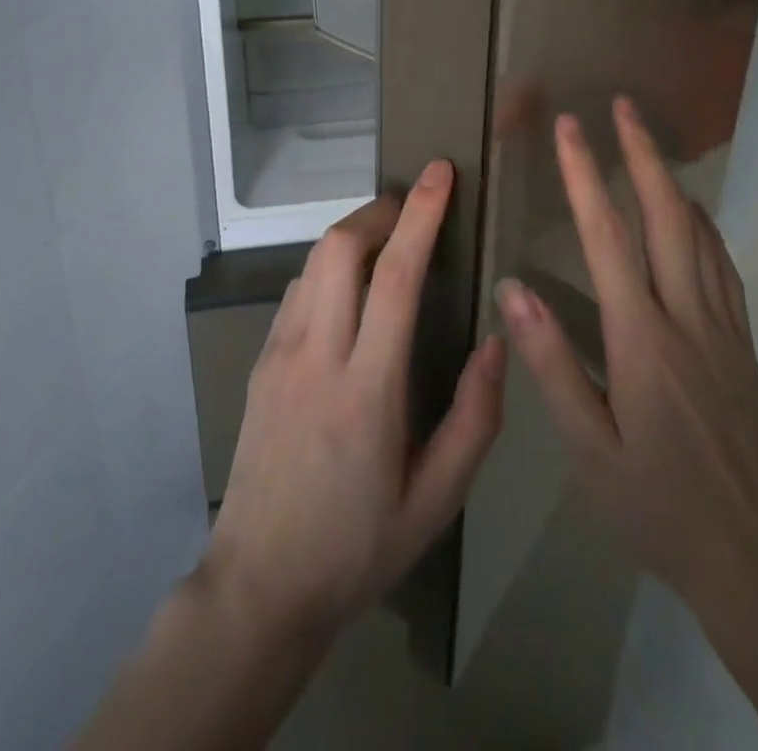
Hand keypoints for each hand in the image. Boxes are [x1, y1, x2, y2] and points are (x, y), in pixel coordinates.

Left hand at [201, 160, 506, 645]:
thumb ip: (475, 418)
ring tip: (388, 238)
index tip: (439, 172)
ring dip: (353, 234)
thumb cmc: (358, 545)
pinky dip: (328, 266)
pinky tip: (350, 287)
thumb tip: (497, 340)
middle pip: (341, 248)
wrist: (260, 585)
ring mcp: (280, 355)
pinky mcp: (261, 362)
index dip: (421, 215)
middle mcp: (317, 356)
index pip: (396, 277)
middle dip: (380, 210)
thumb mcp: (437, 500)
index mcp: (367, 389)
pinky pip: (297, 290)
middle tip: (414, 205)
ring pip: (314, 262)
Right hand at [495, 102, 757, 649]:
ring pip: (699, 234)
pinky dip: (704, 225)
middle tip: (622, 105)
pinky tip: (693, 214)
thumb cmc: (656, 506)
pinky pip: (722, 267)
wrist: (754, 558)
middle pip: (665, 217)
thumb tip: (513, 290)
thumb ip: (551, 365)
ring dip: (671, 179)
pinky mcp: (742, 346)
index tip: (571, 128)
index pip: (607, 238)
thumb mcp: (588, 448)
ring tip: (650, 141)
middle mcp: (686, 318)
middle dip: (641, 154)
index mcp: (641, 339)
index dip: (586, 176)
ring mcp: (721, 328)